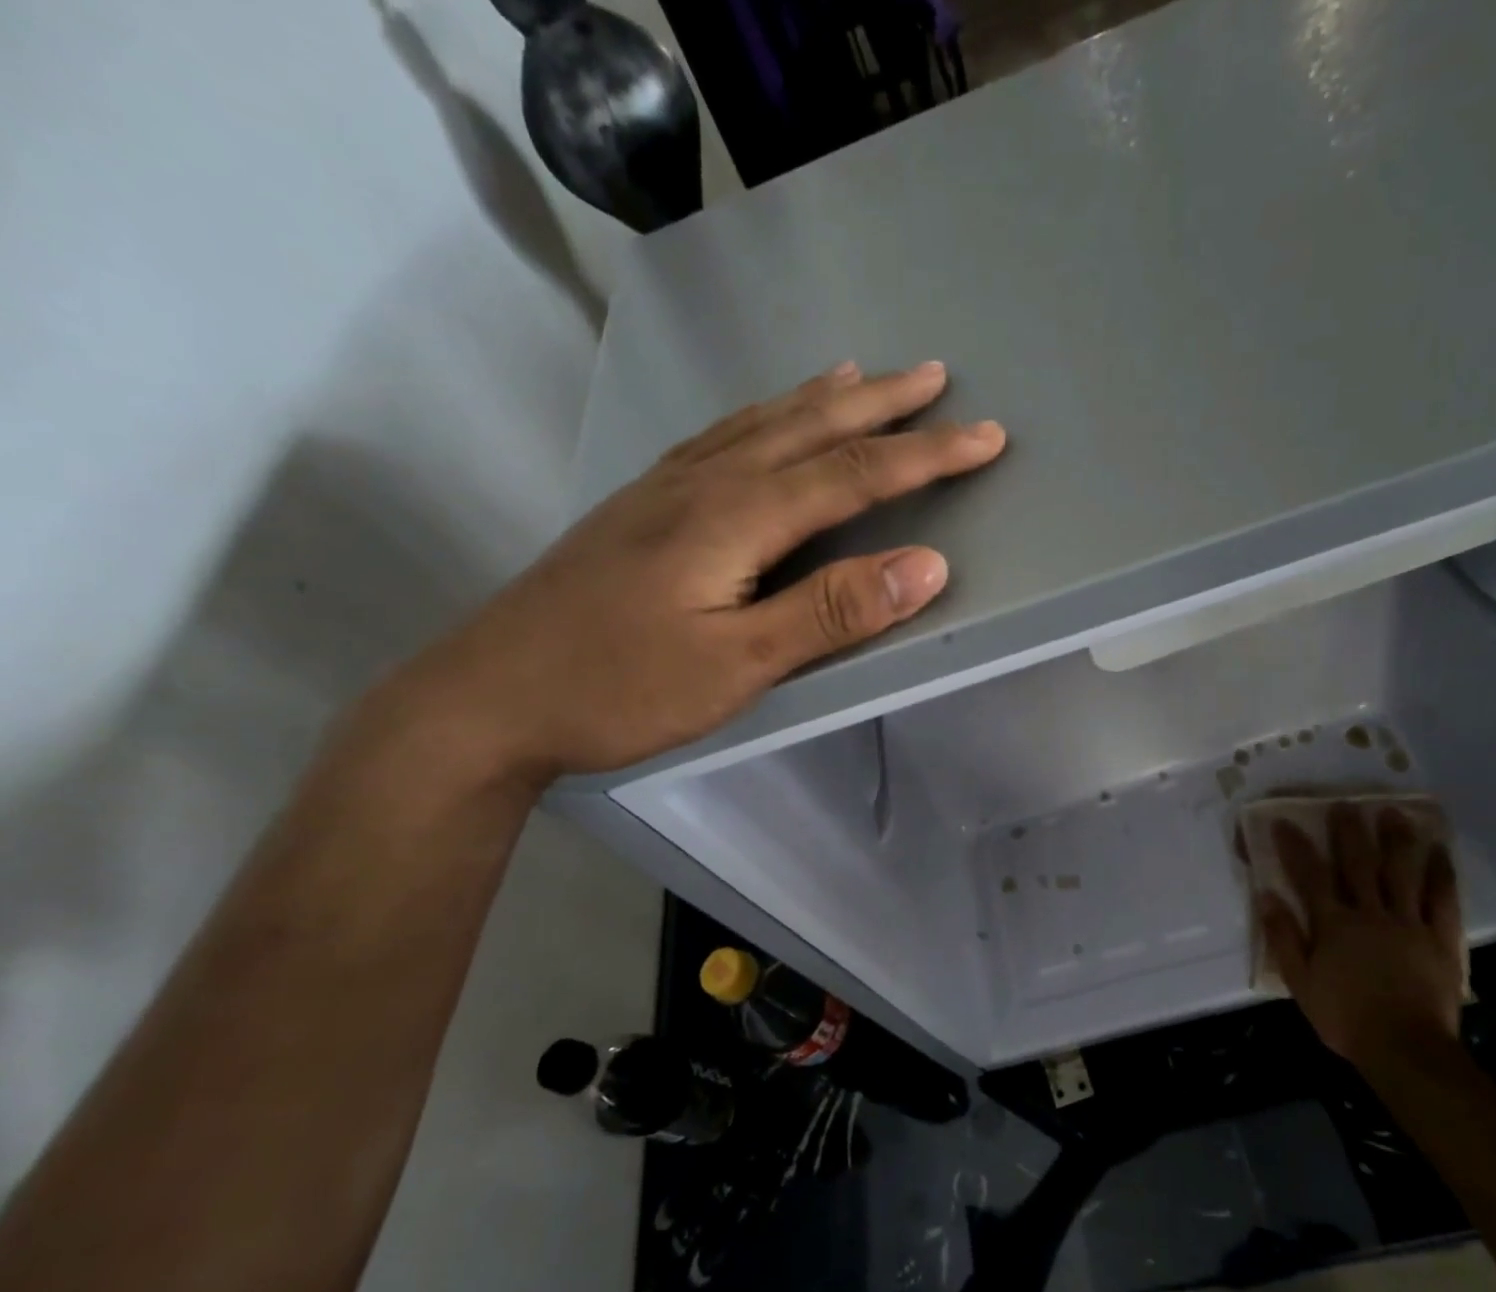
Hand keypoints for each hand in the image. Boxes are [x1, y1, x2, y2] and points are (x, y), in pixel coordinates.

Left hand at [385, 361, 1004, 787]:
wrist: (490, 696)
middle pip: (810, 429)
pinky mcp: (642, 507)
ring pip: (761, 423)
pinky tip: (763, 420)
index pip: (854, 474)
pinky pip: (721, 438)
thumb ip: (831, 612)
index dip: (926, 456)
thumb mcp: (738, 664)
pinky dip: (762, 416)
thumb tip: (927, 567)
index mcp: (736, 517)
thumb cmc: (619, 688)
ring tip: (862, 374)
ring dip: (822, 398)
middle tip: (936, 377)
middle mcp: (705, 483)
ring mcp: (666, 489)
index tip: (986, 438)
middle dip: (883, 406)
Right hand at [1257, 803, 1465, 1069]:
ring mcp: (1408, 924)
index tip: (1285, 822)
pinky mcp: (1440, 940)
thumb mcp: (1300, 982)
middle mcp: (1370, 914)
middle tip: (1346, 804)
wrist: (1404, 1049)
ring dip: (1397, 840)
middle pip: (1359, 865)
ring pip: (1402, 873)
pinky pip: (1442, 900)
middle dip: (1350, 832)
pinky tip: (1439, 852)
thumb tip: (1266, 896)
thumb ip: (1284, 937)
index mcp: (1333, 924)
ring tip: (1394, 813)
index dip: (1296, 847)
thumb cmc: (1345, 1017)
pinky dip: (1441, 874)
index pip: (1310, 876)